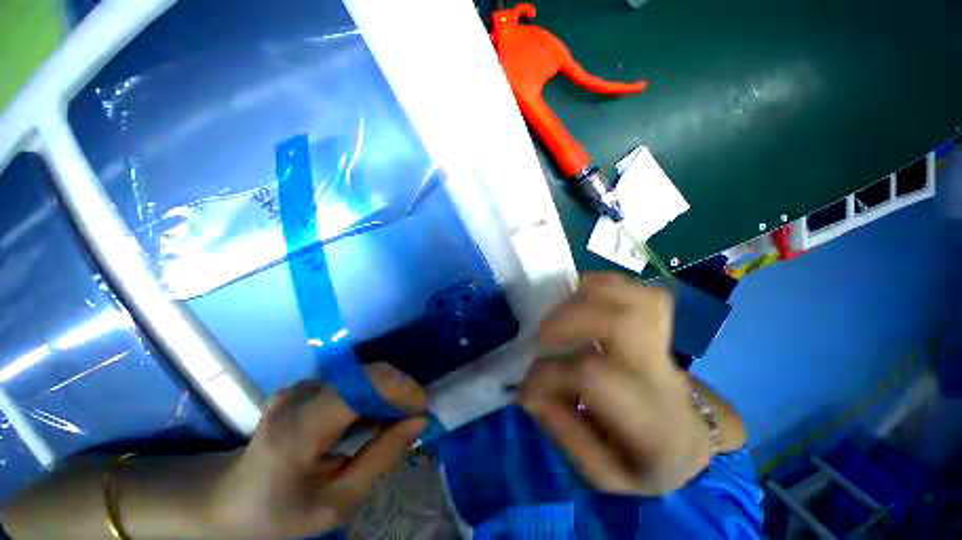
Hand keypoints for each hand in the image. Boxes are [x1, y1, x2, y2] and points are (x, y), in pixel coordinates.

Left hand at [206, 363, 427, 537]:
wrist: (229, 500)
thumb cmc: (281, 512)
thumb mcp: (336, 502)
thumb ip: (381, 457)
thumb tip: (420, 421)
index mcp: (299, 428)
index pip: (362, 386)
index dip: (401, 390)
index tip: (422, 410)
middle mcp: (300, 395)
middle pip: (367, 375)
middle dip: (400, 391)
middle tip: (414, 419)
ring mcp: (300, 387)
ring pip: (363, 377)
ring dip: (387, 394)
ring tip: (395, 422)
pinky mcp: (305, 386)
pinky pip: (352, 382)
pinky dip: (371, 396)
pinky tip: (372, 419)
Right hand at [520, 273, 710, 494]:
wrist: (688, 445)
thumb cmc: (645, 465)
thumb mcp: (604, 474)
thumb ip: (565, 433)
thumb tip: (529, 390)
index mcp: (654, 425)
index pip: (594, 376)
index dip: (549, 372)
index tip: (527, 382)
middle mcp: (666, 378)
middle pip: (625, 323)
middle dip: (572, 319)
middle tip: (543, 333)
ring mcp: (669, 349)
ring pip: (641, 300)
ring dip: (591, 294)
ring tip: (563, 308)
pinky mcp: (662, 332)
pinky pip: (642, 293)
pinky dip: (607, 285)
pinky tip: (583, 296)